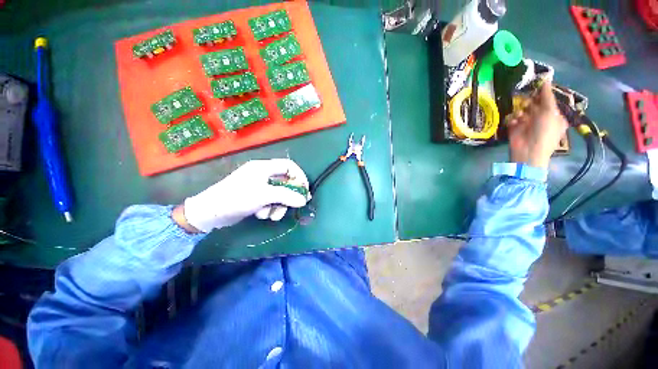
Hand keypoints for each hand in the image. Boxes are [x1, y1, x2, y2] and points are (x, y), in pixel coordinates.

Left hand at [176, 159, 310, 232]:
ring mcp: (259, 186)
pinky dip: (269, 208)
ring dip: (278, 206)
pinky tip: (261, 215)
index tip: (304, 189)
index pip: (289, 166)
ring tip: (271, 215)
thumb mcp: (264, 196)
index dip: (299, 176)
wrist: (210, 212)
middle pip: (285, 182)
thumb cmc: (237, 198)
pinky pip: (270, 201)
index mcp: (264, 167)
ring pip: (278, 194)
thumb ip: (286, 196)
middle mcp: (263, 174)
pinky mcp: (255, 196)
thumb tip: (303, 200)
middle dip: (289, 196)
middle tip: (295, 206)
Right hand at [506, 82, 567, 168]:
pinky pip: (512, 118)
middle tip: (528, 104)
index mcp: (554, 114)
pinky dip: (512, 118)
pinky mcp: (515, 127)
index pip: (548, 99)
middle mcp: (541, 117)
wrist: (529, 150)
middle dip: (530, 102)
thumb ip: (547, 96)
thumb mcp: (550, 112)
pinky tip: (515, 122)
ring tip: (521, 116)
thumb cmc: (545, 131)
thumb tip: (546, 80)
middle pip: (534, 103)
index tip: (536, 86)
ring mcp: (527, 122)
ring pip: (522, 109)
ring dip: (521, 111)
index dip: (542, 93)